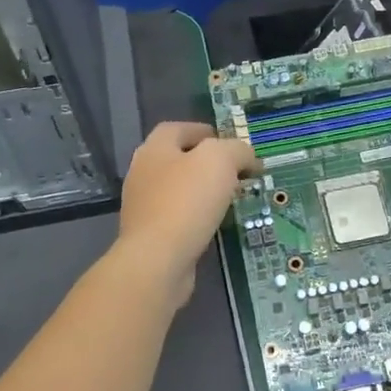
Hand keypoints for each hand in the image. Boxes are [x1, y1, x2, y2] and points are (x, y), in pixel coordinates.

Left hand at [116, 122, 258, 301]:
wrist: (157, 261)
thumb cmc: (187, 201)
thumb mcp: (221, 161)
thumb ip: (237, 150)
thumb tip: (248, 157)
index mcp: (154, 149)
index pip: (177, 129)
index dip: (203, 131)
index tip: (229, 143)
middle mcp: (143, 173)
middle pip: (177, 159)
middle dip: (207, 163)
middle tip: (236, 172)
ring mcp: (143, 206)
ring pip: (178, 190)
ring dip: (203, 191)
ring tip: (231, 198)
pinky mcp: (149, 235)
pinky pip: (178, 217)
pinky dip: (197, 216)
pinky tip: (214, 224)